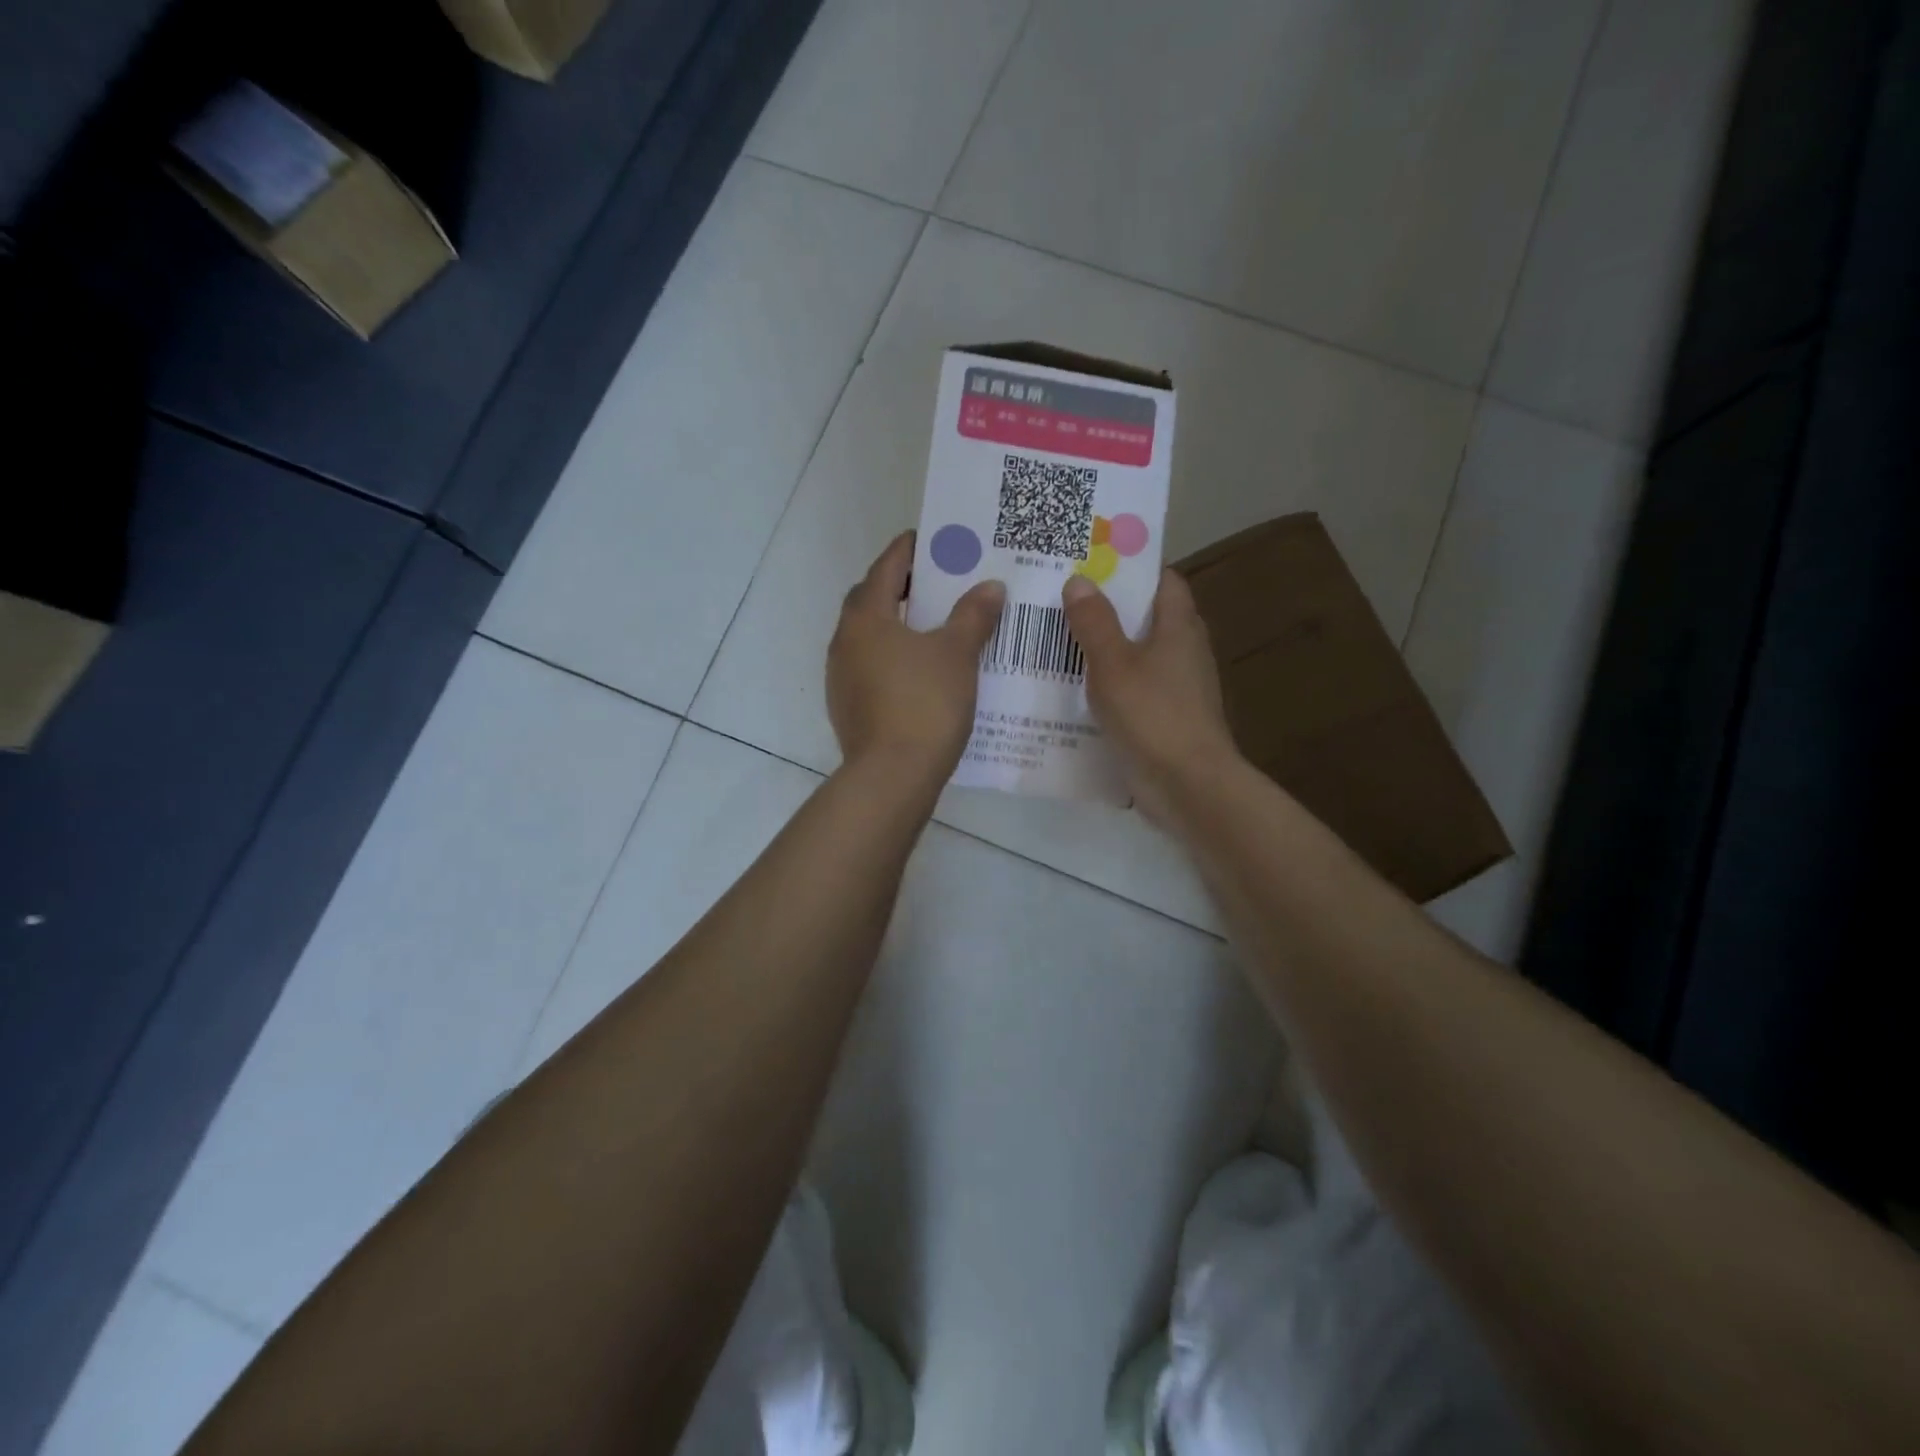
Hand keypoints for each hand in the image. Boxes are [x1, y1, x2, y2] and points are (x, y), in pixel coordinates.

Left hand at [828, 532, 1005, 786]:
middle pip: (872, 600)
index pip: (886, 568)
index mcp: (866, 618)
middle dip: (901, 586)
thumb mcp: (957, 654)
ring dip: (896, 625)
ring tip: (934, 626)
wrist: (892, 777)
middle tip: (937, 582)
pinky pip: (872, 667)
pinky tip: (921, 671)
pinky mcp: (848, 707)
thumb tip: (990, 586)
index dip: (908, 550)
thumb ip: (973, 615)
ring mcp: (841, 677)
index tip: (931, 539)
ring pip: (870, 637)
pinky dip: (893, 658)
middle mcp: (845, 642)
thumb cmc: (924, 703)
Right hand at [1061, 570, 1239, 820]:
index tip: (1093, 559)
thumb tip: (1079, 580)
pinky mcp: (1165, 719)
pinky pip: (1132, 690)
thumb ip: (1095, 622)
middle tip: (1061, 597)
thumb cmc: (1153, 715)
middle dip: (1107, 607)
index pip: (1163, 580)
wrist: (1187, 786)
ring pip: (1136, 656)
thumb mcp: (1114, 664)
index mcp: (1179, 627)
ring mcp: (1176, 688)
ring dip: (1103, 649)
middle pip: (1146, 617)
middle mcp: (1183, 652)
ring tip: (1055, 639)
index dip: (1132, 565)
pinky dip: (1107, 685)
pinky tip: (1071, 689)